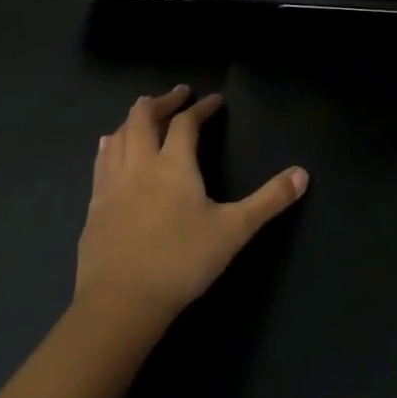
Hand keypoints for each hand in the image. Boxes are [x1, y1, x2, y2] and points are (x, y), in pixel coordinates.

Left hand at [76, 86, 307, 320]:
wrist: (121, 303)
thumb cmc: (182, 261)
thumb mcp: (235, 230)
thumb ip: (269, 200)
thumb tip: (303, 173)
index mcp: (174, 165)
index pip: (186, 123)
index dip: (201, 108)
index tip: (214, 100)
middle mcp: (139, 166)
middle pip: (143, 119)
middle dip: (161, 102)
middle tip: (177, 94)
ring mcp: (111, 186)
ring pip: (118, 137)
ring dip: (132, 120)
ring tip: (142, 113)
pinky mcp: (94, 208)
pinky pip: (100, 163)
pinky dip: (109, 146)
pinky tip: (107, 146)